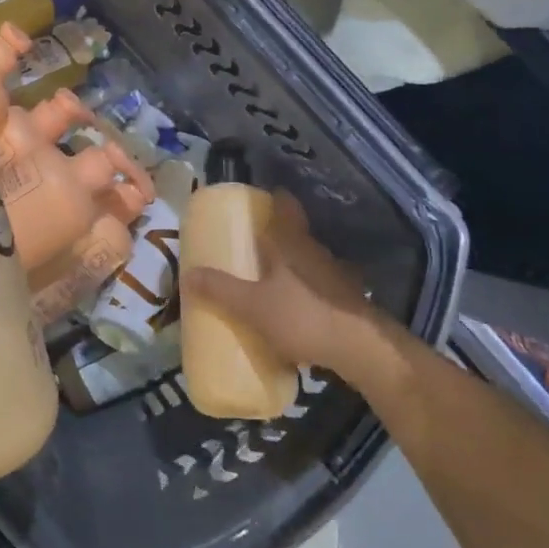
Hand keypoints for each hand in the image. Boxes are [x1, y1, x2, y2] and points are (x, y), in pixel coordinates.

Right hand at [180, 191, 389, 380]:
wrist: (361, 349)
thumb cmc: (302, 317)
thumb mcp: (252, 306)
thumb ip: (220, 289)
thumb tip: (186, 274)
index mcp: (292, 241)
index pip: (286, 205)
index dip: (274, 198)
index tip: (259, 200)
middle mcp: (315, 250)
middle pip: (296, 233)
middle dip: (276, 237)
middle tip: (253, 245)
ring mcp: (335, 274)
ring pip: (309, 260)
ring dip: (292, 266)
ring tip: (270, 281)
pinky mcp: (348, 300)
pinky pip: (321, 286)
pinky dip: (307, 291)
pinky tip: (296, 310)